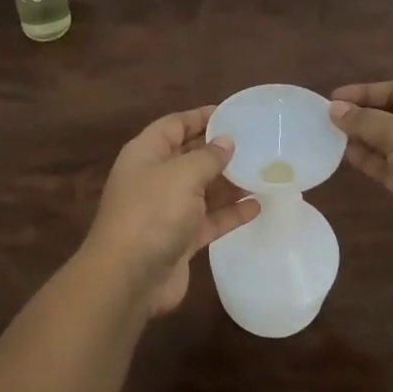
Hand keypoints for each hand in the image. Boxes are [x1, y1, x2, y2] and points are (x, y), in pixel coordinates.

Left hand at [80, 106, 261, 314]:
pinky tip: (257, 206)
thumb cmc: (152, 213)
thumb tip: (226, 141)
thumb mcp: (182, 175)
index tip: (233, 113)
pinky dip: (231, 213)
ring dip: (229, 182)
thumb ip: (207, 156)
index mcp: (146, 154)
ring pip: (202, 189)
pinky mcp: (180, 239)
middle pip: (189, 156)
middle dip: (219, 150)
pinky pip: (209, 219)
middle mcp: (155, 178)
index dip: (201, 117)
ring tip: (264, 172)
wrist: (128, 278)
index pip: (174, 125)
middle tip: (256, 143)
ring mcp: (167, 210)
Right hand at [330, 81, 392, 263]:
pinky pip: (390, 168)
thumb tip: (334, 109)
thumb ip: (365, 121)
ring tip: (329, 136)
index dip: (366, 92)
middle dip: (362, 116)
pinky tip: (345, 156)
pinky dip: (370, 161)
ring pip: (390, 144)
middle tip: (327, 118)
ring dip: (363, 140)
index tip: (333, 97)